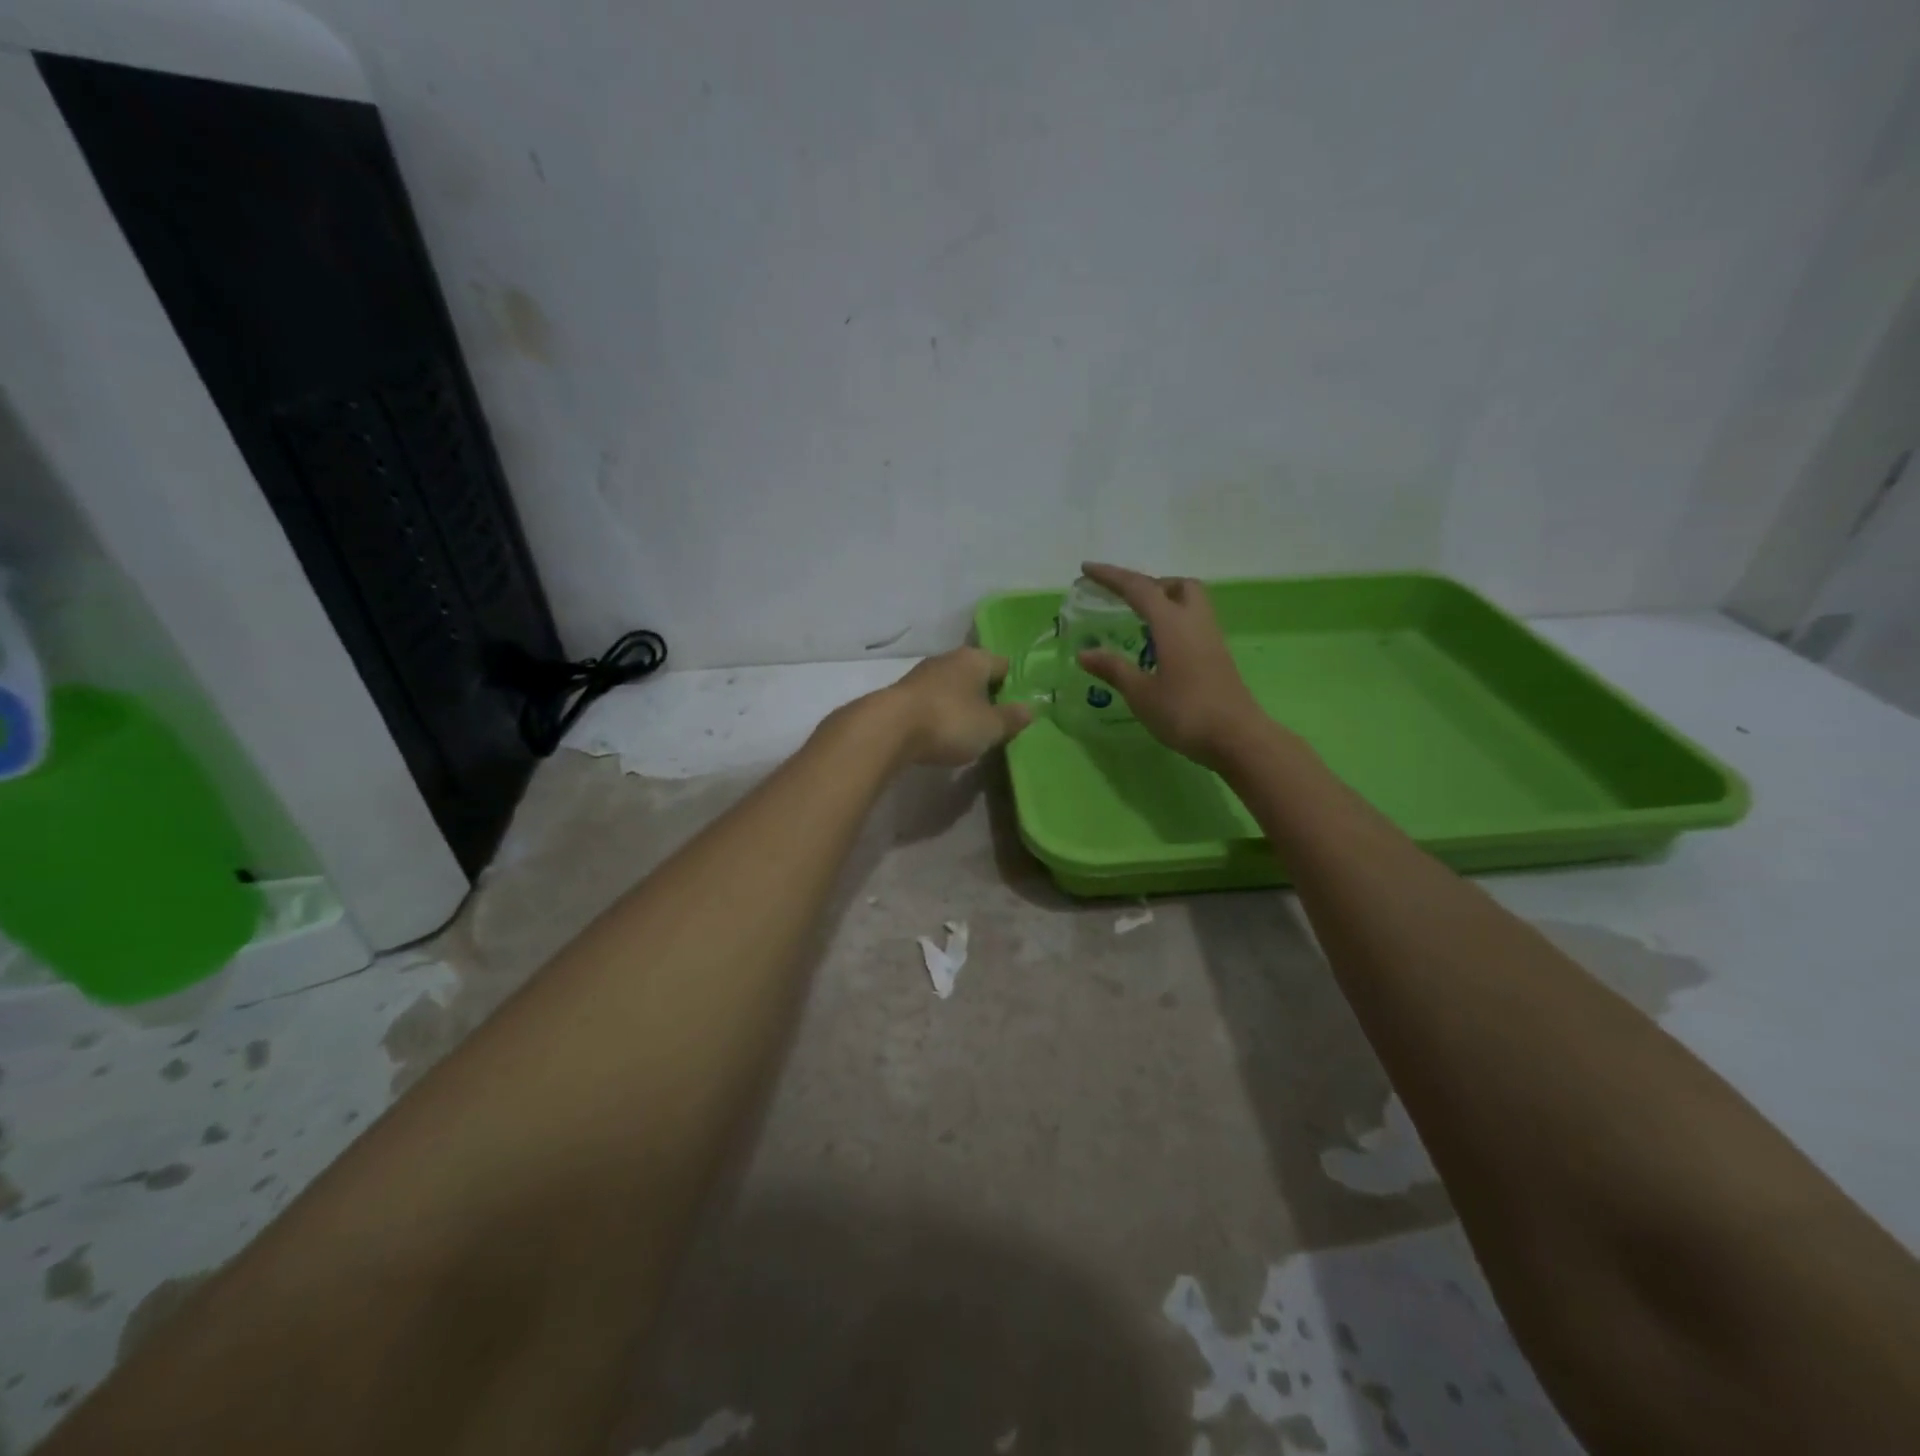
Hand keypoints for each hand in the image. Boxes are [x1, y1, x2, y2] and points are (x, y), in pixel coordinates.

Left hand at [881, 646, 1032, 766]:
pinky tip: (940, 732)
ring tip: (968, 729)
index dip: (1012, 684)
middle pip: (974, 674)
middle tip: (995, 720)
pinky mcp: (901, 696)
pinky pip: (930, 702)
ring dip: (959, 704)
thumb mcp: (990, 727)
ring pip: (950, 687)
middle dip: (984, 693)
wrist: (887, 729)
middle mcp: (947, 659)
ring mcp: (921, 676)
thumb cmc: (949, 722)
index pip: (1002, 665)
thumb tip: (1030, 709)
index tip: (1017, 706)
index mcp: (974, 659)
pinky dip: (938, 713)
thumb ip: (1011, 718)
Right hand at [1077, 563, 1269, 767]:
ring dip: (1164, 601)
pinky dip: (1173, 622)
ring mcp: (1211, 638)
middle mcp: (1194, 621)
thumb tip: (1085, 653)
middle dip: (1148, 584)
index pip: (1138, 588)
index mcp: (1172, 624)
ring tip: (1139, 623)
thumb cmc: (1185, 713)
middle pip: (1176, 585)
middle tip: (1124, 600)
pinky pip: (1194, 623)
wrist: (1237, 738)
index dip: (1111, 577)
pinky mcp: (1218, 655)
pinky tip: (1159, 647)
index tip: (1087, 569)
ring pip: (1190, 602)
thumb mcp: (1141, 694)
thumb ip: (1114, 669)